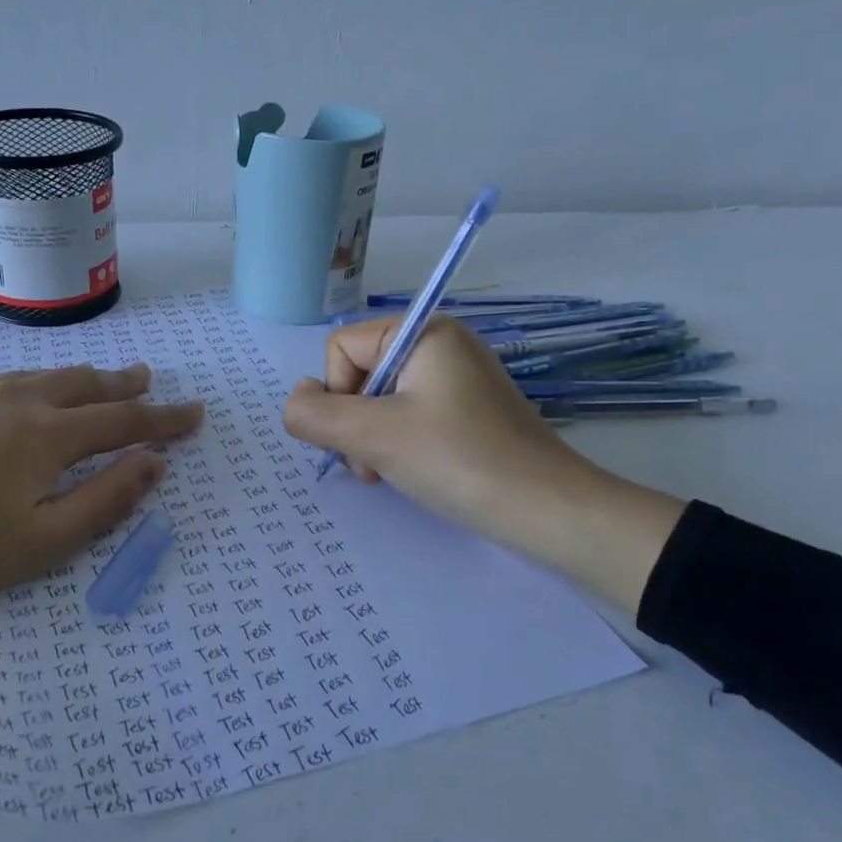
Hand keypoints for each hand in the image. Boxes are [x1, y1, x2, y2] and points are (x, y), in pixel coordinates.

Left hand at [0, 363, 202, 683]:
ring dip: (79, 379)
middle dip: (124, 383)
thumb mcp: (40, 542)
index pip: (126, 421)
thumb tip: (154, 464)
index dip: (165, 419)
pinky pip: (2, 382)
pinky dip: (31, 386)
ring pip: (43, 376)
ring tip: (96, 380)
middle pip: (86, 384)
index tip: (195, 413)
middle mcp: (20, 399)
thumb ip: (105, 500)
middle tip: (148, 378)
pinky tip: (18, 400)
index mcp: (50, 436)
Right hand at [280, 318, 683, 611]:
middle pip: (359, 372)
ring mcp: (457, 377)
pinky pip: (410, 414)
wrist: (546, 510)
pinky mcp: (467, 409)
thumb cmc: (457, 460)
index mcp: (423, 331)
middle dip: (354, 422)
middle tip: (372, 464)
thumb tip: (295, 401)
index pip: (342, 348)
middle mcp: (440, 343)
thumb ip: (316, 415)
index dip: (336, 395)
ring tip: (387, 473)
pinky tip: (408, 471)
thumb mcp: (374, 436)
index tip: (359, 437)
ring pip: (381, 399)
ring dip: (371, 438)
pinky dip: (398, 443)